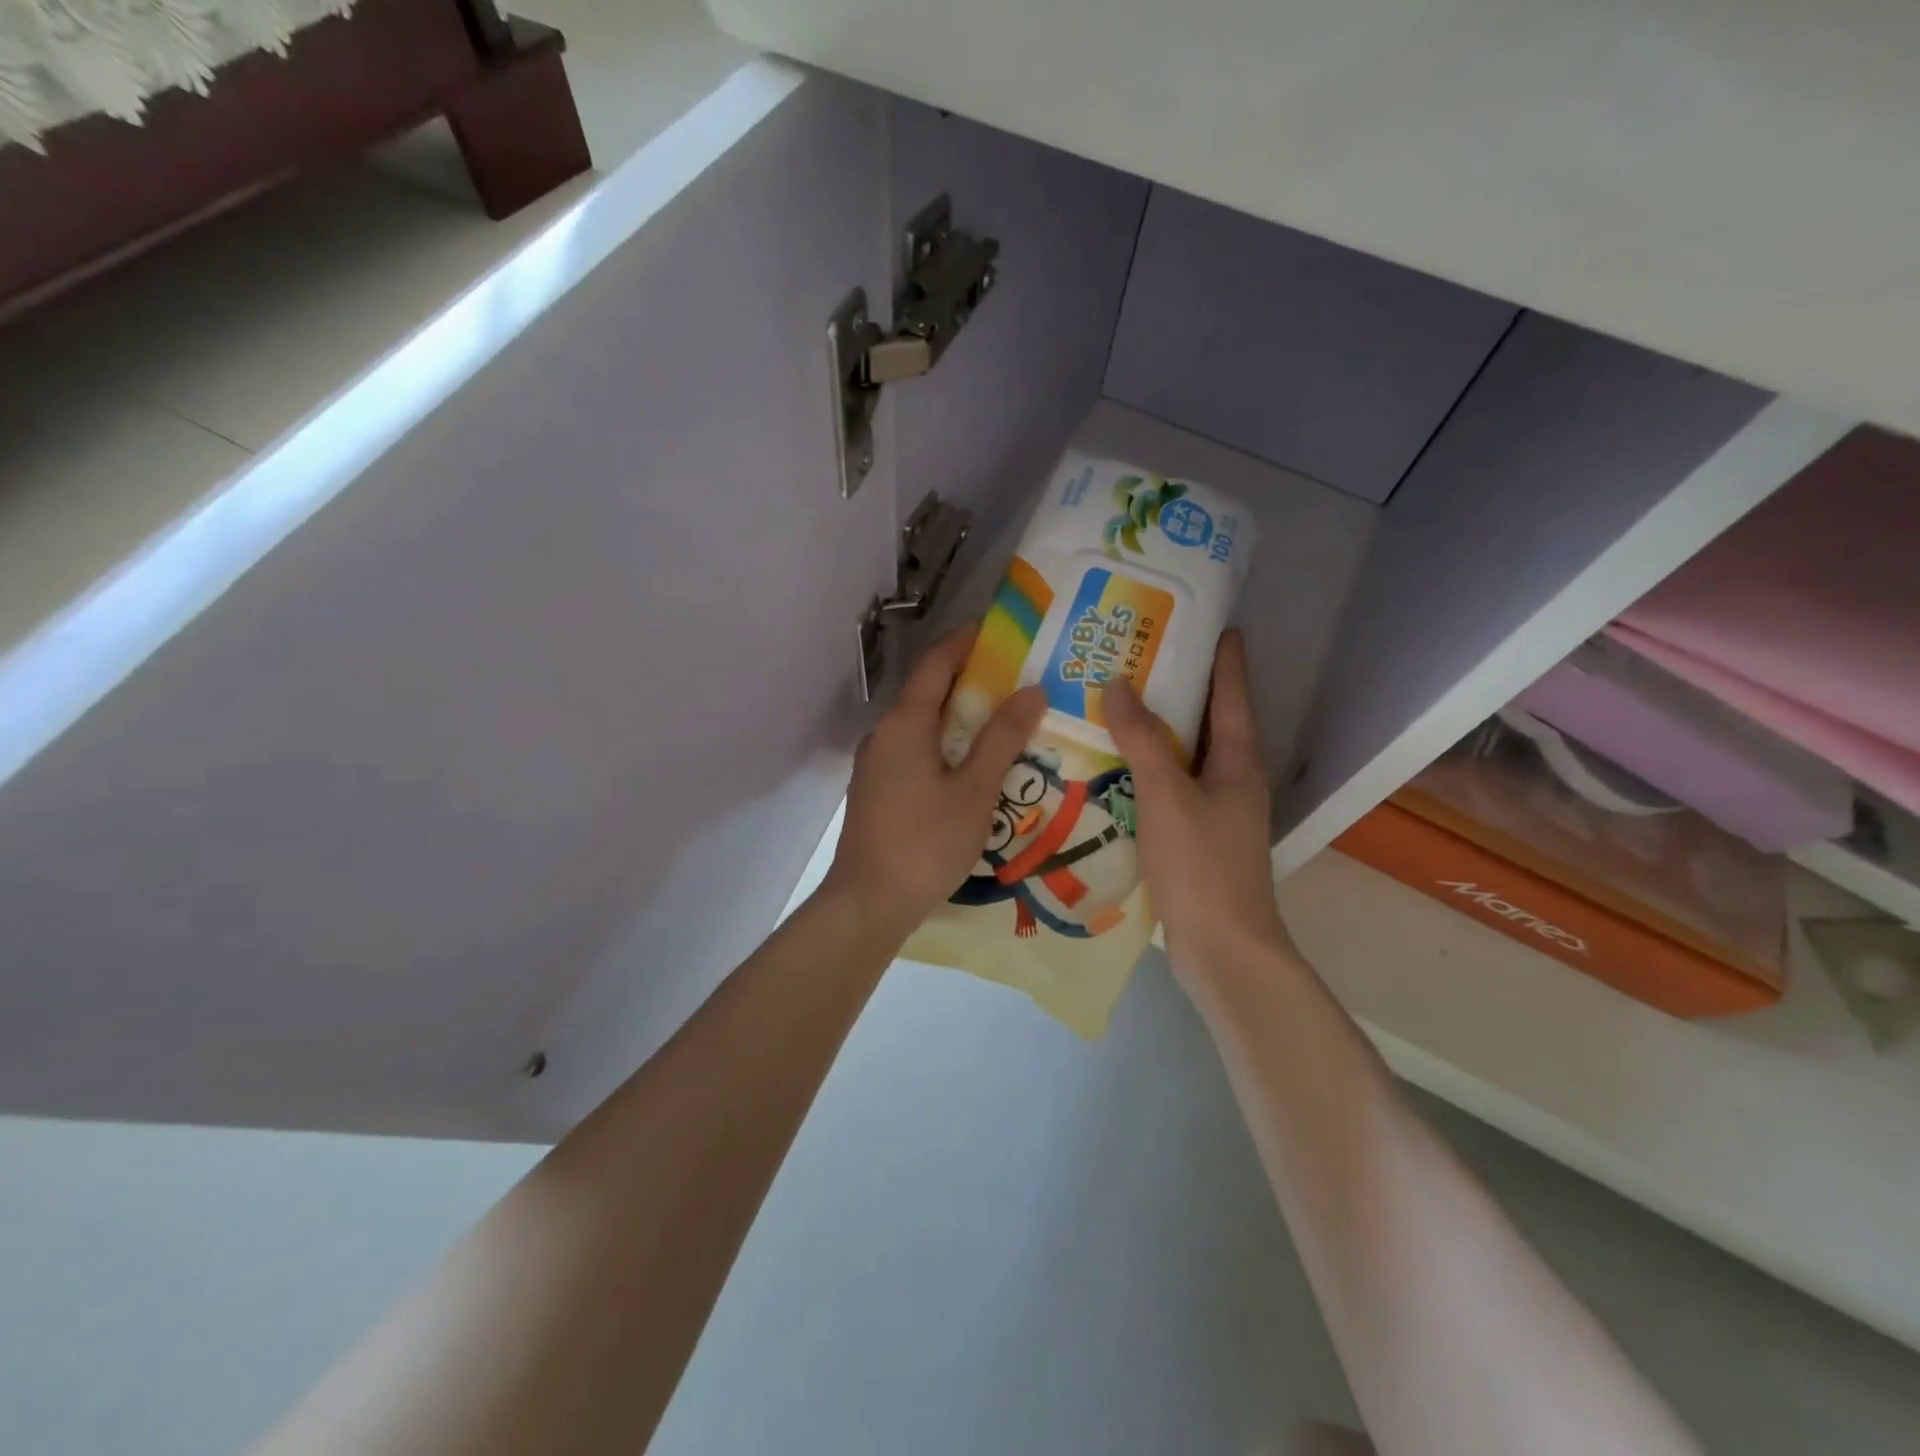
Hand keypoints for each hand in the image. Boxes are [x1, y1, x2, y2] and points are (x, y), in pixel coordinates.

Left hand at [823, 625, 1045, 944]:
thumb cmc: (926, 842)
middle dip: (970, 679)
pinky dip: (945, 743)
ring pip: (922, 724)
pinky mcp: (877, 789)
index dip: (966, 641)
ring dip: (958, 715)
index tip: (999, 628)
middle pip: (928, 692)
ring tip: (1001, 718)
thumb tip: (1031, 691)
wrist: (869, 903)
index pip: (936, 663)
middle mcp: (884, 734)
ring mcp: (876, 763)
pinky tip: (971, 763)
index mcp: (904, 723)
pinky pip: (915, 750)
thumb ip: (1002, 738)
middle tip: (1015, 676)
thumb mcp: (975, 790)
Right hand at [1103, 631, 1292, 974]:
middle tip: (1140, 656)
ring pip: (1183, 757)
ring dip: (1157, 731)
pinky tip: (1111, 767)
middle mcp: (1231, 780)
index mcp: (1237, 762)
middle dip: (1181, 688)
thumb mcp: (1167, 795)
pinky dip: (1144, 770)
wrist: (1222, 948)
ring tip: (1117, 704)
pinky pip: (1167, 788)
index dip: (1224, 658)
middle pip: (1207, 722)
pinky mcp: (1193, 838)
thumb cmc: (1201, 865)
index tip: (1213, 622)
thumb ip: (1141, 741)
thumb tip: (1119, 684)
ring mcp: (1214, 811)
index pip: (1231, 695)